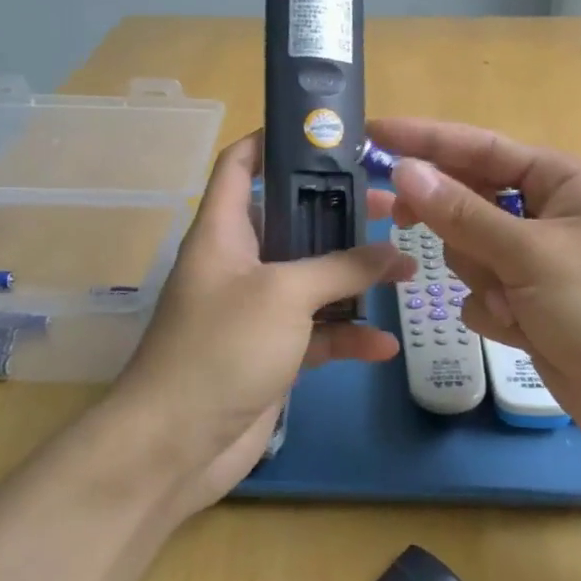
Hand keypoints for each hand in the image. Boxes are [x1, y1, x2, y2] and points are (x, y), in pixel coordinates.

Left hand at [108, 131, 411, 512]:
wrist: (175, 445)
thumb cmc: (222, 346)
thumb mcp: (285, 294)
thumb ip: (342, 268)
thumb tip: (394, 253)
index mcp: (224, 231)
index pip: (240, 165)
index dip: (271, 140)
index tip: (322, 134)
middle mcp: (239, 263)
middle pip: (292, 222)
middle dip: (338, 214)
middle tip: (388, 207)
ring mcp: (256, 312)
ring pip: (312, 280)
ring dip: (354, 278)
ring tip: (405, 270)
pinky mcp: (271, 354)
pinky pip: (317, 334)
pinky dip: (347, 336)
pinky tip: (384, 345)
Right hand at [372, 118, 580, 469]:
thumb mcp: (532, 254)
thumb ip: (463, 214)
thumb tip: (406, 170)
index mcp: (562, 182)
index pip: (480, 148)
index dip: (425, 140)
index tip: (373, 135)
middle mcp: (549, 216)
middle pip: (469, 203)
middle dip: (454, 227)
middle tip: (403, 223)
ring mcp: (540, 265)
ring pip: (471, 254)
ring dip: (483, 279)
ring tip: (517, 304)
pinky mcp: (534, 308)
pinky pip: (484, 296)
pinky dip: (495, 312)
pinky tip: (522, 331)